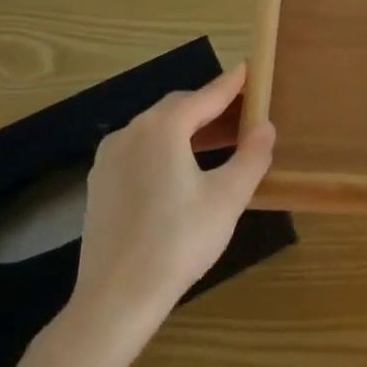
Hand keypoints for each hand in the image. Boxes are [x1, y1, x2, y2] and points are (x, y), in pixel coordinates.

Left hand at [70, 63, 276, 348]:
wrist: (116, 297)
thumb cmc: (179, 242)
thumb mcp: (228, 198)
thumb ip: (252, 156)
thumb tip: (265, 127)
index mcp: (162, 128)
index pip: (205, 96)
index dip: (231, 84)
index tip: (249, 69)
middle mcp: (130, 132)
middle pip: (178, 109)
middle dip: (211, 107)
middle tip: (242, 113)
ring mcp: (109, 158)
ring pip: (156, 130)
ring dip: (190, 130)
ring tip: (221, 142)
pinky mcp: (101, 183)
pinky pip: (140, 151)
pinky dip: (167, 148)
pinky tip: (183, 170)